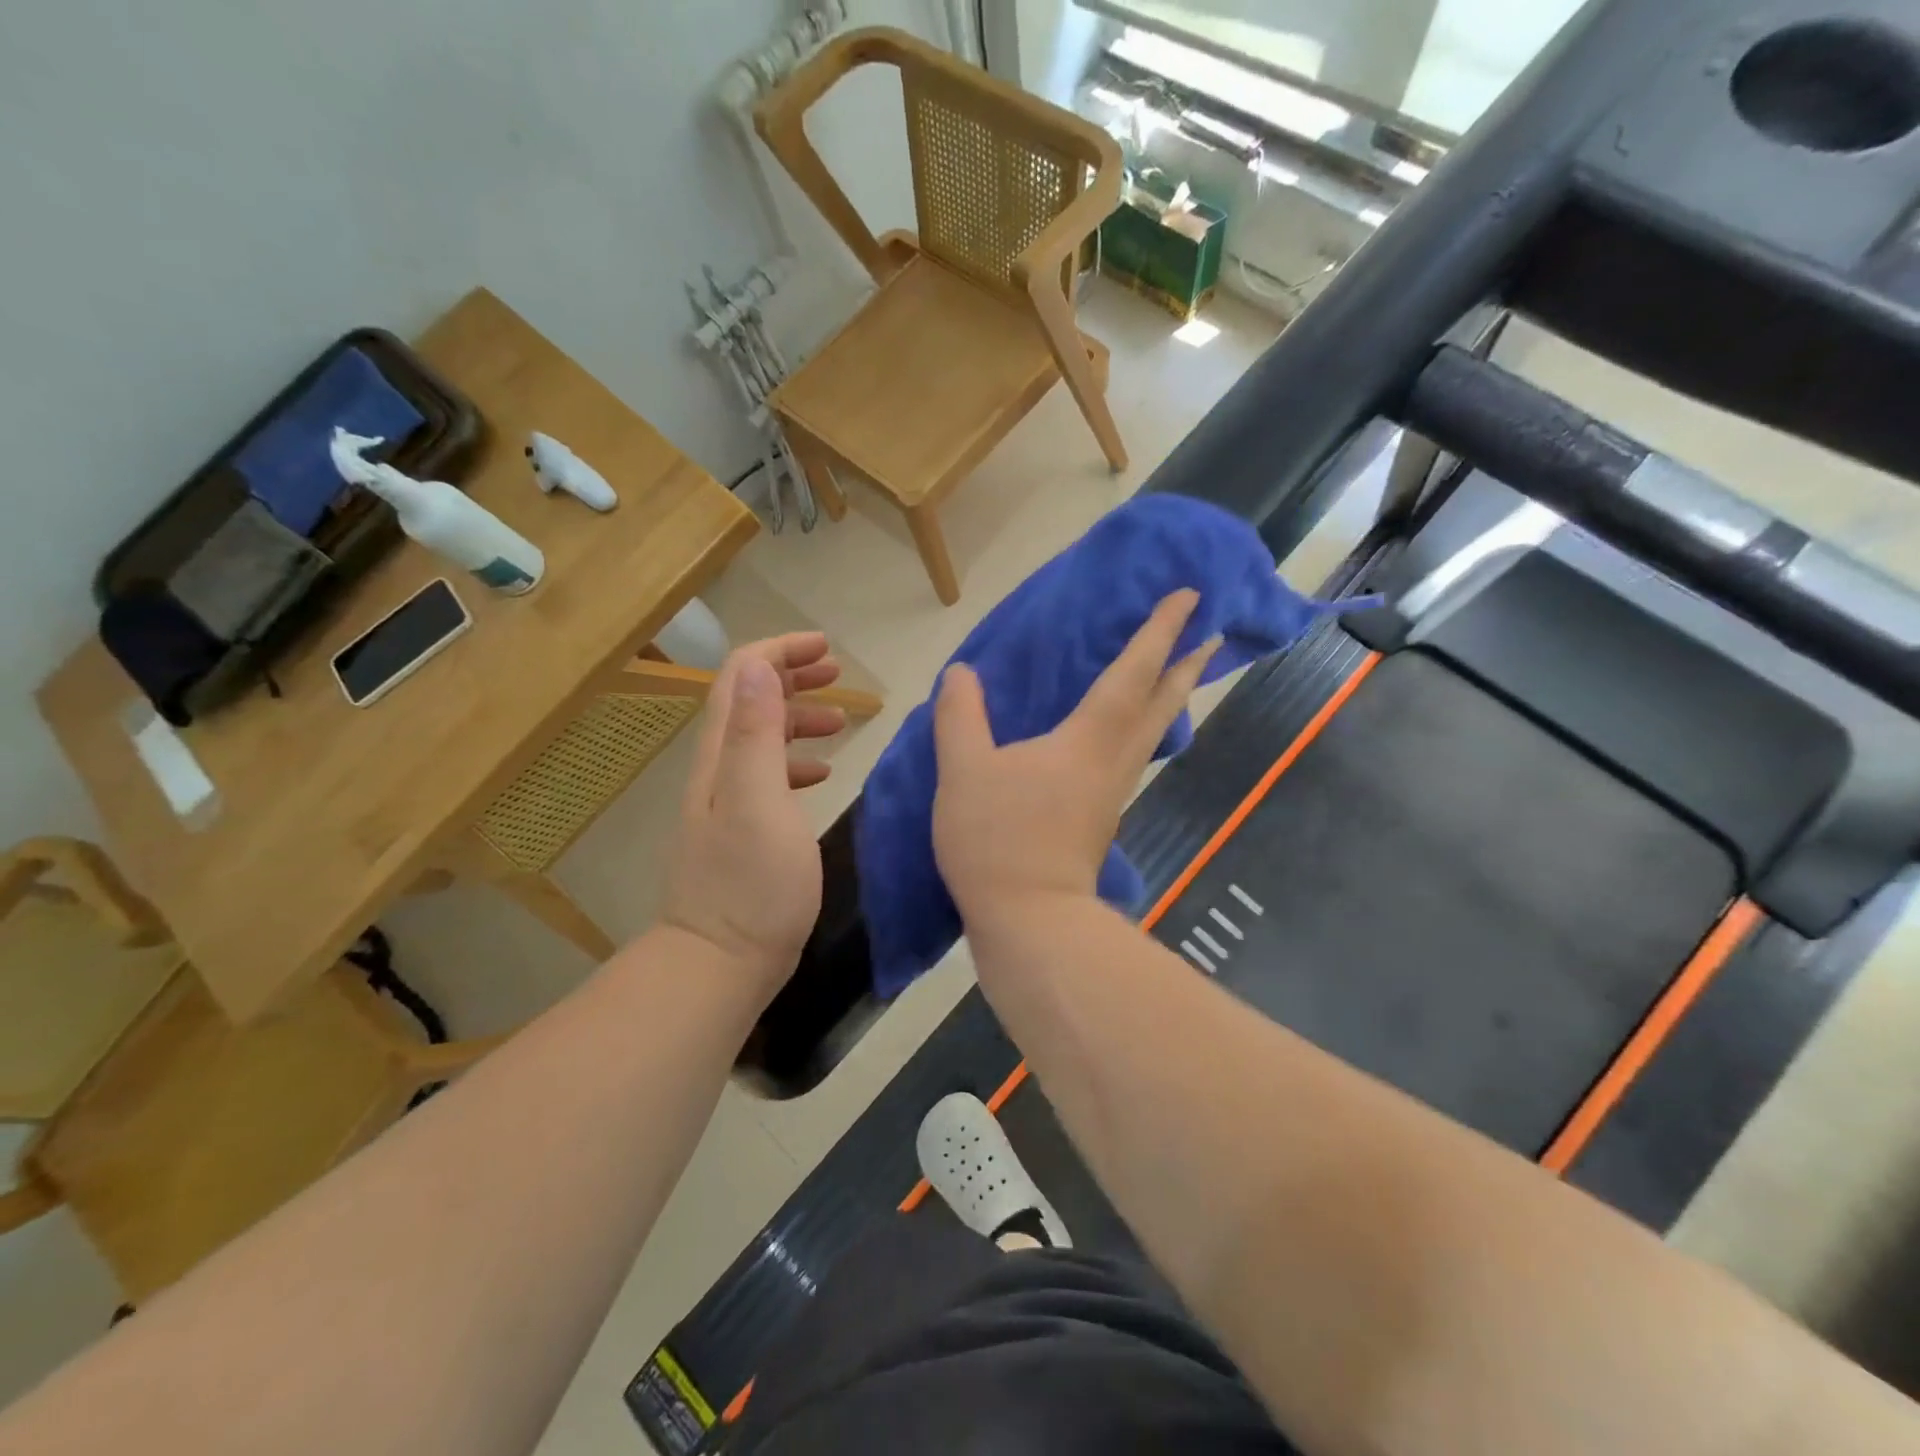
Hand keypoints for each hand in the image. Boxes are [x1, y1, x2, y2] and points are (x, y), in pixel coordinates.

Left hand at [661, 633, 845, 994]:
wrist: (719, 961)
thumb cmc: (750, 882)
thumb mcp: (759, 801)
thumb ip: (757, 734)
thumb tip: (759, 666)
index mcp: (724, 754)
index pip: (741, 676)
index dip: (780, 651)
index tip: (826, 649)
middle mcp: (720, 768)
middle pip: (750, 700)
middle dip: (791, 676)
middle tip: (838, 675)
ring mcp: (729, 800)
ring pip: (762, 737)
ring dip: (798, 717)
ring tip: (841, 721)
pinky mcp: (744, 830)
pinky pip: (770, 776)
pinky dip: (797, 761)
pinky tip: (823, 773)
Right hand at [931, 591, 1217, 922]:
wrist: (1029, 921)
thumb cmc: (998, 839)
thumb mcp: (964, 770)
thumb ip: (960, 716)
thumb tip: (961, 673)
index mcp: (1087, 739)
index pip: (1132, 672)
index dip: (1159, 632)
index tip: (1190, 597)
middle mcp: (1113, 761)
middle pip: (1161, 705)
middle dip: (1188, 666)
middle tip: (1214, 637)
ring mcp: (1112, 793)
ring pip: (1153, 734)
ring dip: (1173, 699)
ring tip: (1180, 677)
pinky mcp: (1101, 818)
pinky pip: (1131, 758)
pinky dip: (1142, 732)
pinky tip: (1123, 737)